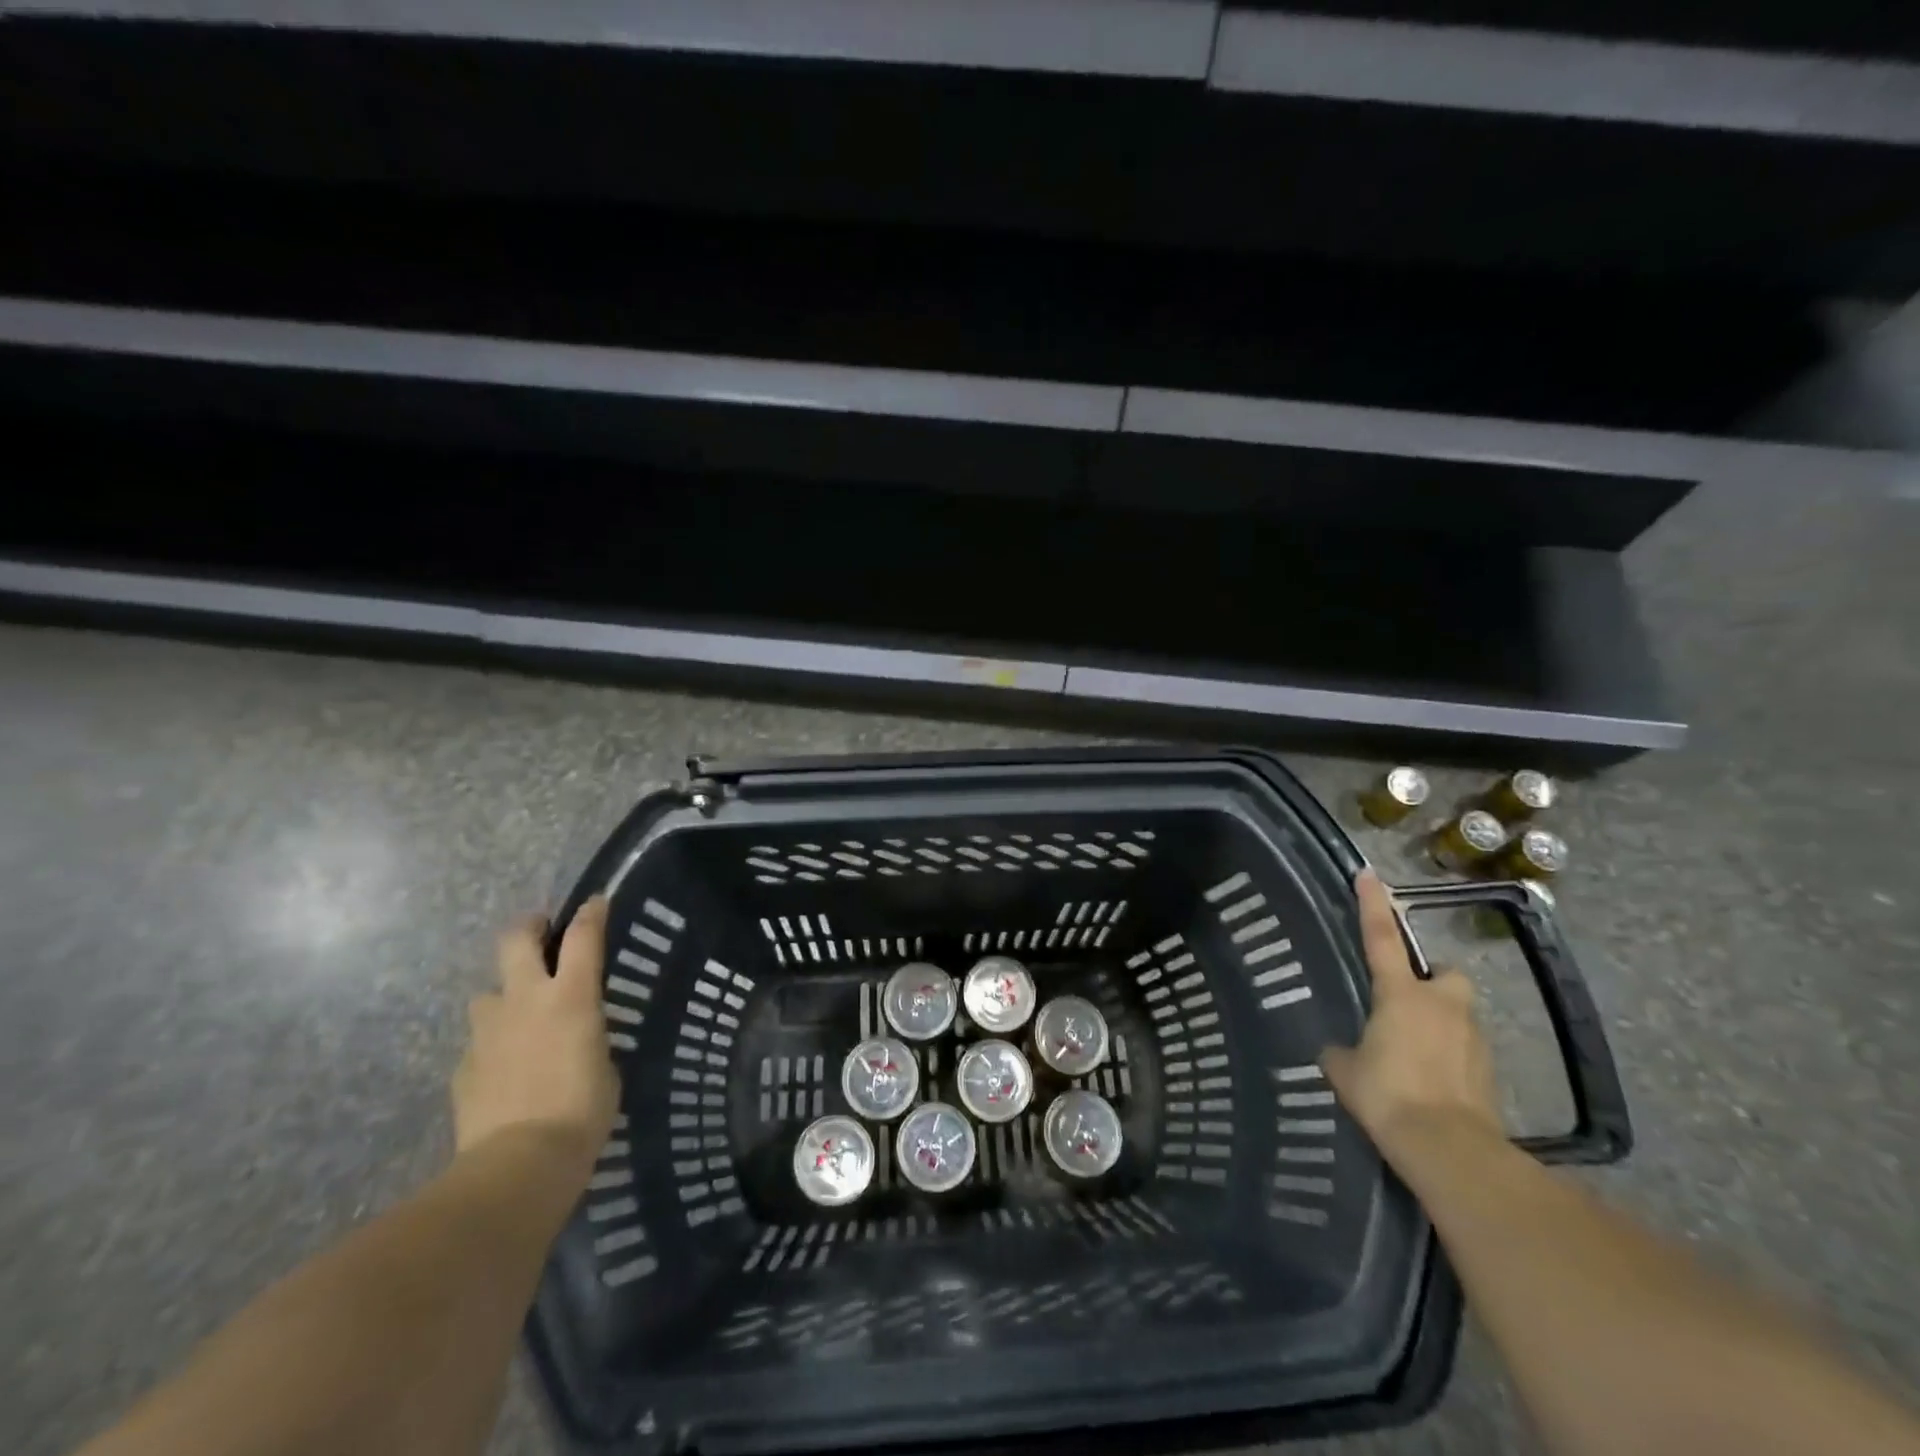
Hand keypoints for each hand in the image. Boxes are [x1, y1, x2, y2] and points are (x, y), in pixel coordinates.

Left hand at [452, 897, 619, 1176]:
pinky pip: (479, 1042)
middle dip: (529, 928)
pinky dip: (493, 1046)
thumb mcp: (606, 1066)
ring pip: (487, 993)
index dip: (592, 913)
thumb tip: (578, 1037)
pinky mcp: (464, 1067)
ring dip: (504, 995)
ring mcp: (488, 1032)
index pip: (583, 936)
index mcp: (571, 996)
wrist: (518, 1164)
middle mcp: (525, 1000)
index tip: (597, 901)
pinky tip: (506, 1069)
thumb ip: (589, 1038)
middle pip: (515, 941)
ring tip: (520, 1015)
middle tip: (541, 932)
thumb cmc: (581, 1111)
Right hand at [1320, 871, 1500, 1159]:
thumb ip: (1340, 1052)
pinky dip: (1449, 1056)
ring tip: (1412, 1051)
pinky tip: (1429, 1081)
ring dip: (1439, 1021)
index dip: (1373, 906)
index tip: (1368, 875)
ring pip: (1457, 1013)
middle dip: (1431, 980)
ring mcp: (1471, 1038)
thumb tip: (1338, 1051)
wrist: (1448, 1148)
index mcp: (1401, 995)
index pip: (1382, 939)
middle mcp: (1442, 1006)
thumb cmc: (1388, 1094)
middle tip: (1408, 998)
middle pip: (1444, 974)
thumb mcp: (1346, 1071)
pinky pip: (1464, 1050)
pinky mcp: (1488, 1071)